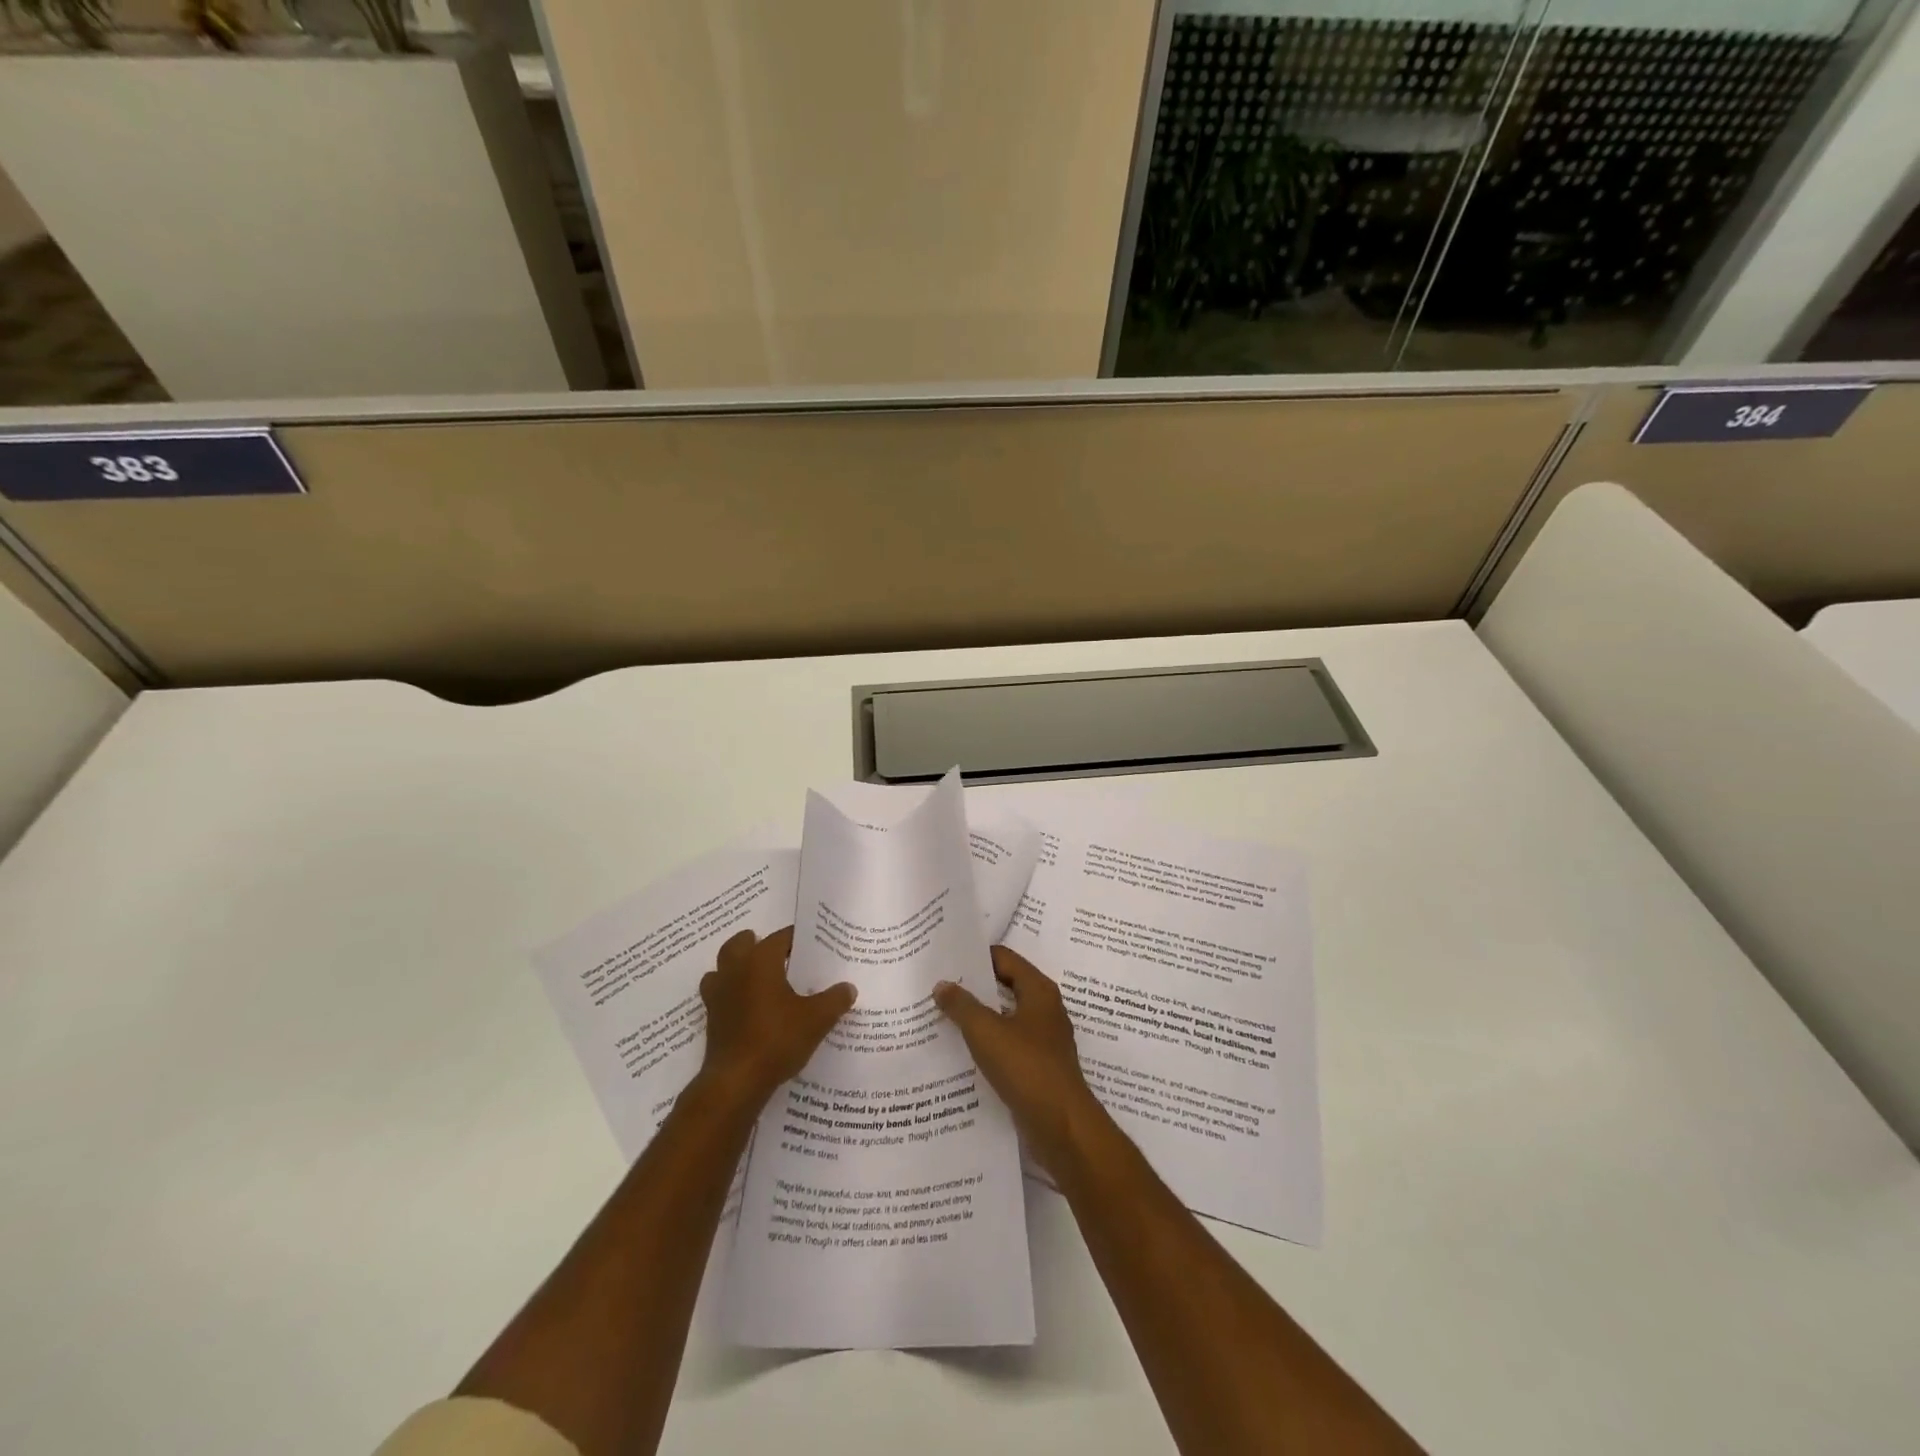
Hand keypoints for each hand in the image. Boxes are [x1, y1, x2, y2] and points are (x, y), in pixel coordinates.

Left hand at [697, 927, 856, 1109]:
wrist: (736, 1082)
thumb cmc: (777, 1039)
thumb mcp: (817, 1019)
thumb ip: (835, 999)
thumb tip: (848, 987)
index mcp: (760, 961)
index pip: (780, 937)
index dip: (797, 938)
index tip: (813, 945)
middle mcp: (735, 970)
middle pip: (741, 944)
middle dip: (757, 944)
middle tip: (780, 956)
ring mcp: (718, 995)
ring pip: (722, 968)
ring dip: (738, 968)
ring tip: (761, 980)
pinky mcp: (711, 1019)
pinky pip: (719, 995)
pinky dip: (730, 995)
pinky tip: (748, 1009)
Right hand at [934, 945, 1101, 1173]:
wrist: (1062, 1127)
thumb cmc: (1026, 1068)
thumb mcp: (986, 1032)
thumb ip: (962, 1005)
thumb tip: (942, 984)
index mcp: (1039, 990)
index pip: (1004, 957)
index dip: (976, 955)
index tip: (946, 957)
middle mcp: (1045, 1008)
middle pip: (1005, 985)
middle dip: (974, 986)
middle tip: (938, 984)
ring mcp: (1043, 1039)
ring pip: (1006, 1016)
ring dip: (979, 1015)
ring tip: (943, 1015)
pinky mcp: (1038, 1066)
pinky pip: (1008, 1043)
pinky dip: (988, 1041)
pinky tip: (962, 1050)